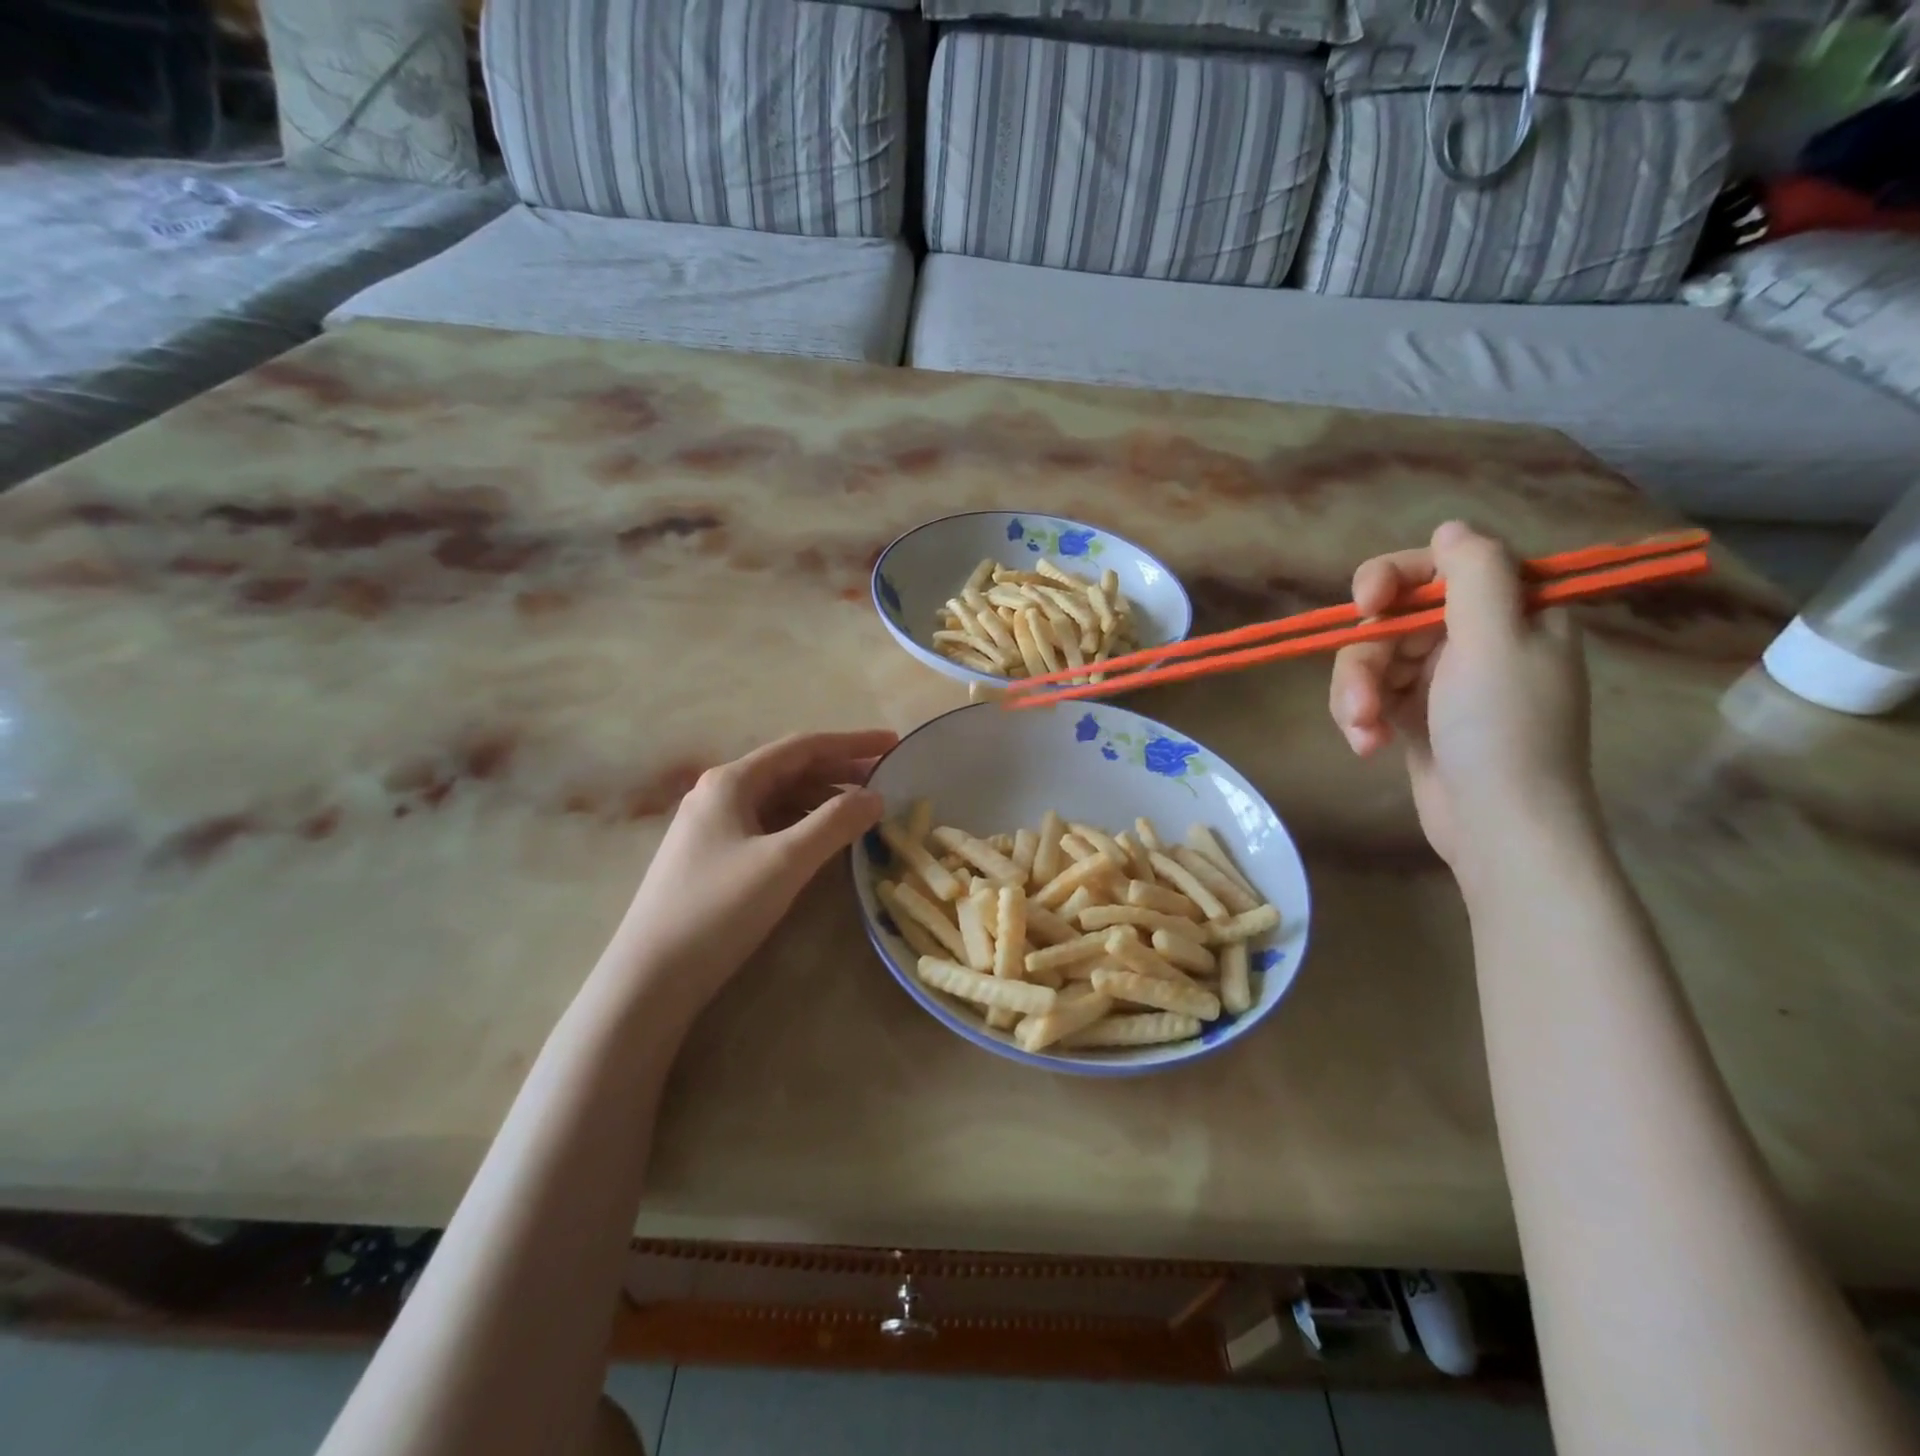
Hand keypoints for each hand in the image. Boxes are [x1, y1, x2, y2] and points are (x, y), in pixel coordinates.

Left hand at [608, 729, 896, 1012]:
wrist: (649, 979)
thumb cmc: (717, 910)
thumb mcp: (784, 862)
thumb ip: (834, 824)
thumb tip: (875, 796)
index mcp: (731, 781)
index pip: (803, 747)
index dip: (852, 743)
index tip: (894, 743)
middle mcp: (719, 794)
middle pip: (791, 771)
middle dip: (841, 772)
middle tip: (887, 780)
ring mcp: (713, 827)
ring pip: (780, 800)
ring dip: (823, 800)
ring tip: (863, 811)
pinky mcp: (714, 858)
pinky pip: (769, 827)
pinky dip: (803, 826)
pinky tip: (824, 841)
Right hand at [1328, 522, 1593, 873]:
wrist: (1499, 827)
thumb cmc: (1503, 730)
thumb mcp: (1495, 641)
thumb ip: (1475, 574)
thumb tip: (1451, 526)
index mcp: (1511, 612)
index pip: (1442, 566)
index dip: (1396, 577)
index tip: (1368, 605)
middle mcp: (1477, 638)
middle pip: (1394, 618)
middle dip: (1368, 658)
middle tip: (1362, 699)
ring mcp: (1443, 679)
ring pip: (1373, 659)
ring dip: (1357, 695)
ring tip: (1363, 733)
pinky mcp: (1415, 715)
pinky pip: (1371, 695)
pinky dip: (1361, 718)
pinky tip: (1368, 747)